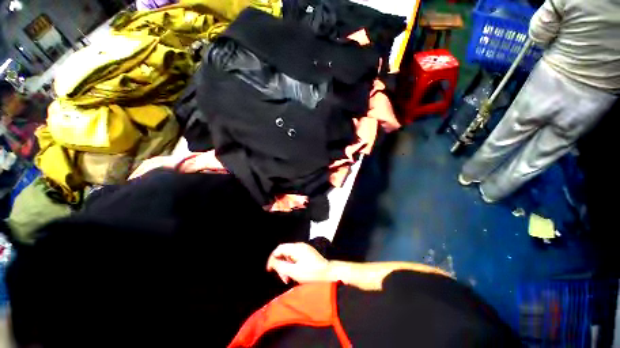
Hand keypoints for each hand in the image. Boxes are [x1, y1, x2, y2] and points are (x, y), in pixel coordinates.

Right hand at [266, 243, 329, 284]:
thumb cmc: (312, 273)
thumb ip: (281, 266)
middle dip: (281, 266)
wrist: (329, 273)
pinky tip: (295, 275)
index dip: (273, 258)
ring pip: (290, 256)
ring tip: (289, 279)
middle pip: (284, 253)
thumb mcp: (294, 272)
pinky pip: (296, 258)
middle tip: (284, 279)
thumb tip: (272, 262)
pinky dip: (293, 266)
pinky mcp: (307, 254)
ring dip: (287, 268)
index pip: (279, 248)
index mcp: (296, 248)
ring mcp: (304, 249)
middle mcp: (300, 246)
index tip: (269, 270)